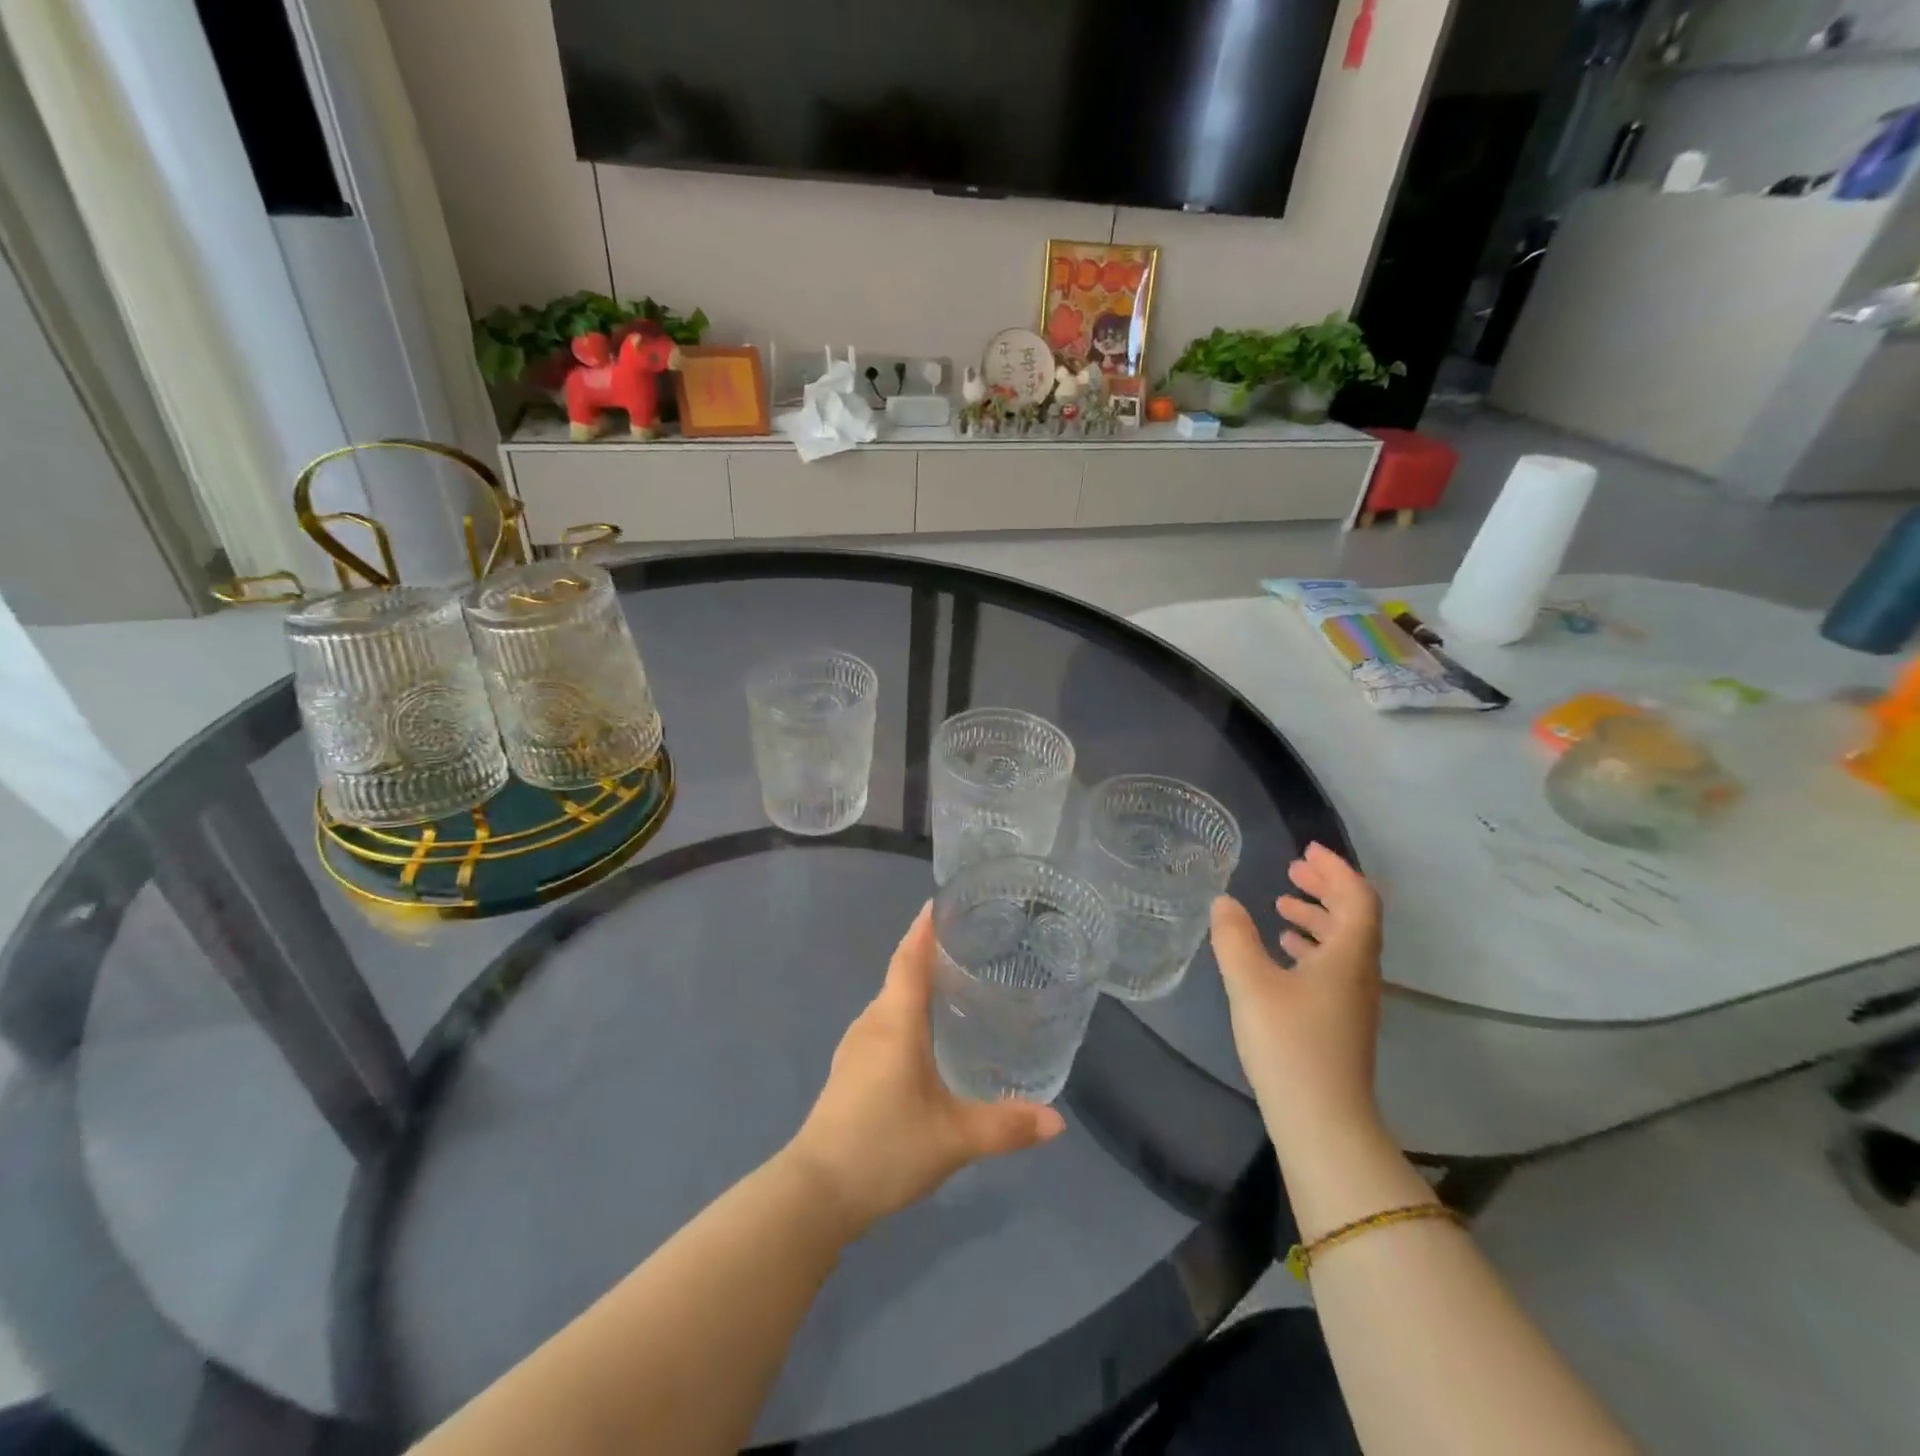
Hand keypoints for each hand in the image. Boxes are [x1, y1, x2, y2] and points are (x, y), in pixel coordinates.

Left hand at [785, 903, 1065, 1236]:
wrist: (816, 1192)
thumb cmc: (885, 1148)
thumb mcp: (953, 1139)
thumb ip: (1005, 1126)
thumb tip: (1057, 1122)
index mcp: (895, 1022)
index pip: (909, 958)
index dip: (924, 928)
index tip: (942, 902)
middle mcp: (872, 1022)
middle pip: (900, 973)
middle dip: (928, 952)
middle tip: (970, 943)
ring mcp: (855, 1045)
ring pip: (890, 1000)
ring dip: (916, 984)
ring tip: (954, 983)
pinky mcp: (850, 1068)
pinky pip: (883, 1022)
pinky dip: (906, 1012)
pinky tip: (926, 1033)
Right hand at [1210, 844, 1383, 1156]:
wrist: (1322, 1121)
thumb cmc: (1289, 1043)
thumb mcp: (1250, 984)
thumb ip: (1235, 938)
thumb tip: (1224, 902)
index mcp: (1349, 956)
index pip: (1358, 897)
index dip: (1336, 869)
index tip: (1306, 851)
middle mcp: (1359, 973)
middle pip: (1354, 917)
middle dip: (1325, 888)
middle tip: (1292, 870)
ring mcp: (1352, 1000)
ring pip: (1343, 944)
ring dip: (1316, 918)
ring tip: (1280, 906)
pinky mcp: (1339, 1022)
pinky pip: (1332, 967)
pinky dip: (1310, 948)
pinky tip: (1282, 953)